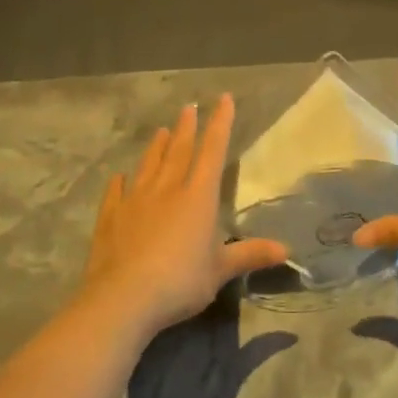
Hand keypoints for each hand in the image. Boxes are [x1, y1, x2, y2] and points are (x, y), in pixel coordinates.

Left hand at [80, 95, 288, 338]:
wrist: (123, 298)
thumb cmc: (180, 281)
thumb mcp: (220, 270)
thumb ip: (249, 255)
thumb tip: (286, 250)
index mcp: (198, 196)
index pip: (213, 150)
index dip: (220, 123)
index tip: (223, 99)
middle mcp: (167, 189)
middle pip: (179, 151)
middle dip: (188, 128)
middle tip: (189, 107)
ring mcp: (135, 201)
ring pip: (148, 165)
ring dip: (157, 147)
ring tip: (162, 131)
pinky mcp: (110, 218)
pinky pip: (116, 193)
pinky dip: (120, 183)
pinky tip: (119, 177)